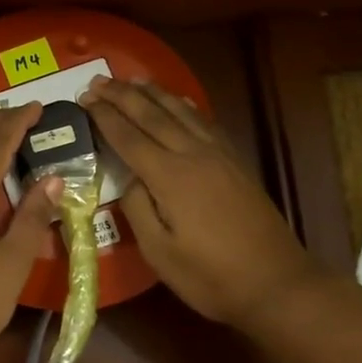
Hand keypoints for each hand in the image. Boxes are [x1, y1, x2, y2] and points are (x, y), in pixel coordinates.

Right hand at [82, 77, 317, 325]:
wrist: (277, 283)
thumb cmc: (211, 276)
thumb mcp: (159, 253)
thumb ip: (137, 208)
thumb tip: (129, 177)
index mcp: (170, 177)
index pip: (128, 137)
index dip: (105, 116)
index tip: (84, 99)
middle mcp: (193, 155)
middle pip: (152, 115)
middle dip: (122, 95)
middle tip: (97, 80)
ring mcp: (218, 155)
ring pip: (180, 111)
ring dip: (153, 93)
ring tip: (131, 80)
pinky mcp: (235, 161)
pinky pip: (204, 121)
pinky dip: (185, 105)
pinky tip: (178, 100)